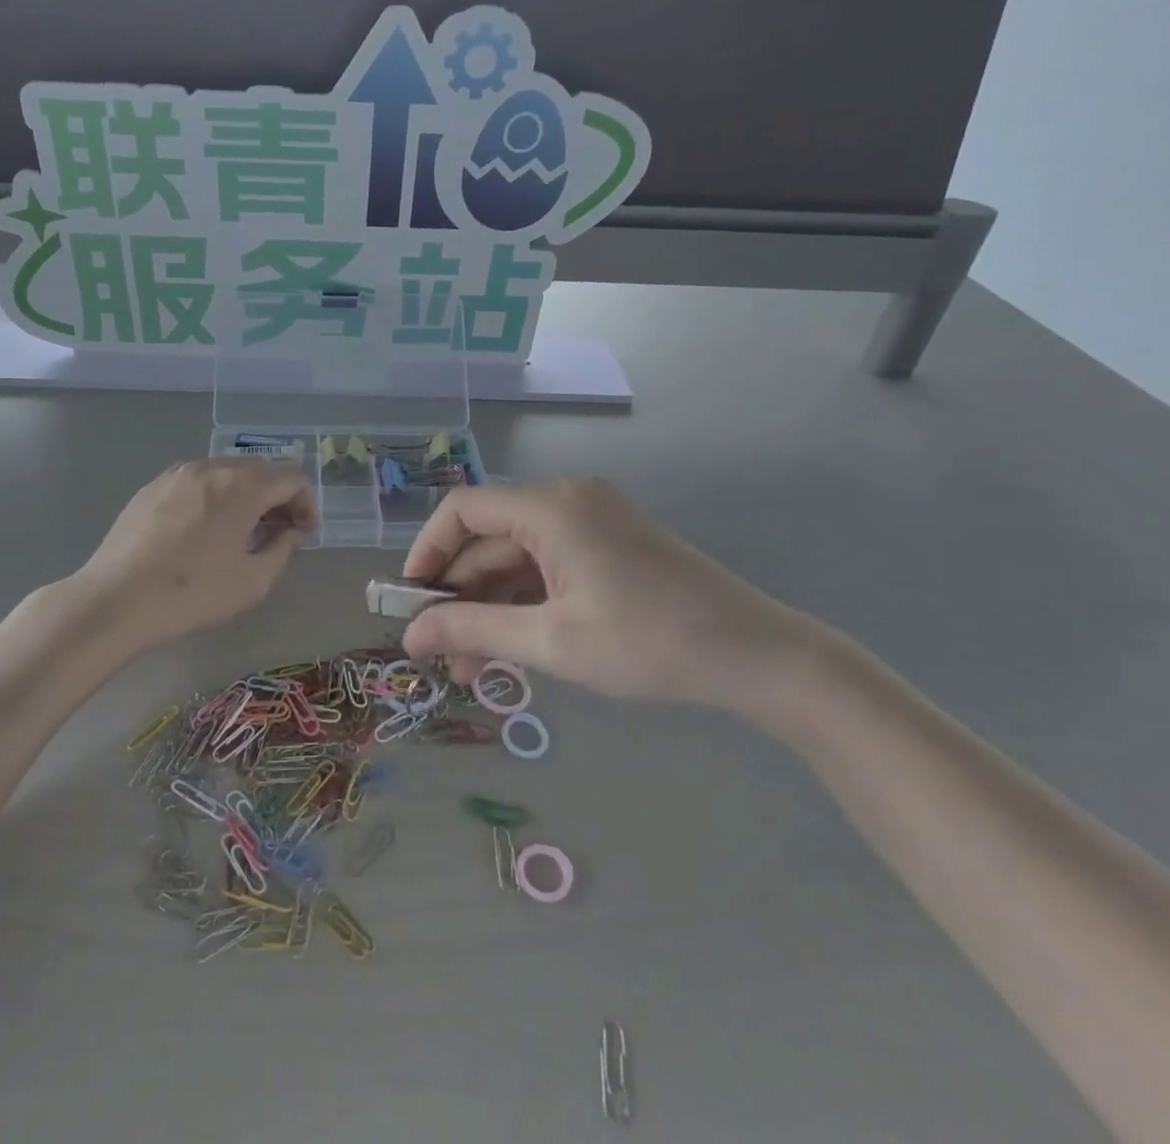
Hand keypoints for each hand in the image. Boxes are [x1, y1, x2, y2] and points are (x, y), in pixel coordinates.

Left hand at [71, 458, 318, 648]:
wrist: (117, 600)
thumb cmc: (193, 594)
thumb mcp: (253, 582)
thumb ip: (282, 550)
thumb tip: (290, 532)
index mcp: (241, 486)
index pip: (292, 476)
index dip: (307, 502)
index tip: (305, 532)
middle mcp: (211, 467)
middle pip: (260, 469)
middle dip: (277, 496)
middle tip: (277, 532)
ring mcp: (177, 474)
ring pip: (226, 472)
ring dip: (245, 495)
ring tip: (240, 532)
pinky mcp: (152, 487)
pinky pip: (196, 482)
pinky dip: (213, 497)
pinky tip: (202, 532)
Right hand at [399, 480, 847, 712]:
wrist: (760, 657)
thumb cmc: (649, 643)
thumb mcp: (552, 641)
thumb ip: (473, 630)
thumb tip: (410, 636)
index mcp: (551, 507)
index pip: (463, 510)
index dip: (427, 552)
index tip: (411, 603)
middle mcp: (567, 502)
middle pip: (490, 539)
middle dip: (460, 596)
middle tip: (443, 656)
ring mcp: (593, 523)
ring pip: (519, 560)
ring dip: (491, 607)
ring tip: (474, 668)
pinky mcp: (610, 547)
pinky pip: (549, 568)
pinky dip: (526, 604)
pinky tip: (514, 649)